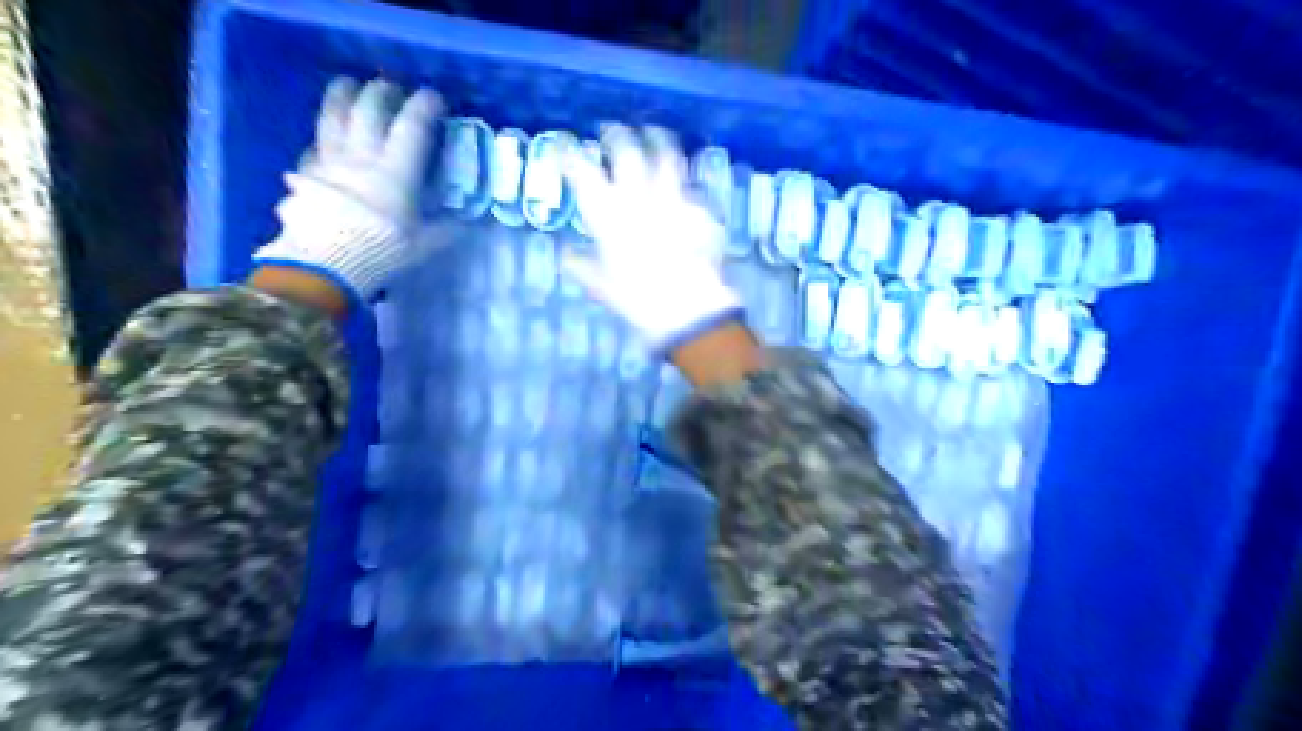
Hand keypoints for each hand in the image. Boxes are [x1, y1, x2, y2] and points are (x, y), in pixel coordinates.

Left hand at [256, 76, 446, 305]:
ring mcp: (330, 160)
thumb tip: (466, 223)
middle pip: (369, 109)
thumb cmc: (382, 251)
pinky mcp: (307, 171)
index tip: (435, 97)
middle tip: (393, 88)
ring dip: (343, 95)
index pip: (412, 126)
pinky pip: (316, 144)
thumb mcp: (424, 244)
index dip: (425, 106)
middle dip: (383, 92)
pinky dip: (324, 136)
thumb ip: (446, 229)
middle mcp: (362, 156)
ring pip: (334, 116)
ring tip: (349, 85)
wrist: (326, 263)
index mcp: (396, 172)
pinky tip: (327, 139)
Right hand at [559, 124, 741, 349]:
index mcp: (608, 213)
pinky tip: (684, 181)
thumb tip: (564, 255)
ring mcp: (673, 197)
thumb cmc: (637, 298)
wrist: (687, 306)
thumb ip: (580, 266)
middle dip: (616, 134)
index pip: (582, 171)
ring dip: (657, 139)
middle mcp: (638, 196)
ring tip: (654, 133)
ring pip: (665, 155)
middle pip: (626, 150)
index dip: (571, 155)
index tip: (565, 148)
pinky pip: (691, 183)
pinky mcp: (700, 207)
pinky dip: (684, 178)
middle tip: (612, 129)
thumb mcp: (601, 285)